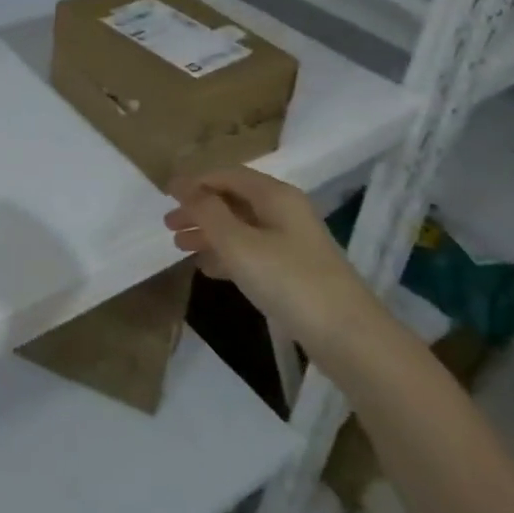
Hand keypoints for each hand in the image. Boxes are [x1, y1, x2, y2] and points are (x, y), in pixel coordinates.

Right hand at [163, 168, 379, 354]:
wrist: (348, 337)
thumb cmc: (288, 280)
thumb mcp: (238, 243)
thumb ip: (207, 212)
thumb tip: (184, 187)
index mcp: (275, 196)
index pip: (227, 175)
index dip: (195, 181)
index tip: (165, 194)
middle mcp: (285, 212)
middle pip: (234, 201)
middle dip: (199, 210)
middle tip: (168, 226)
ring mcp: (292, 243)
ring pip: (241, 228)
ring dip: (209, 234)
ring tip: (180, 248)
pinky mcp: (295, 271)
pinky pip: (252, 252)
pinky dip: (226, 255)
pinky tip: (208, 269)